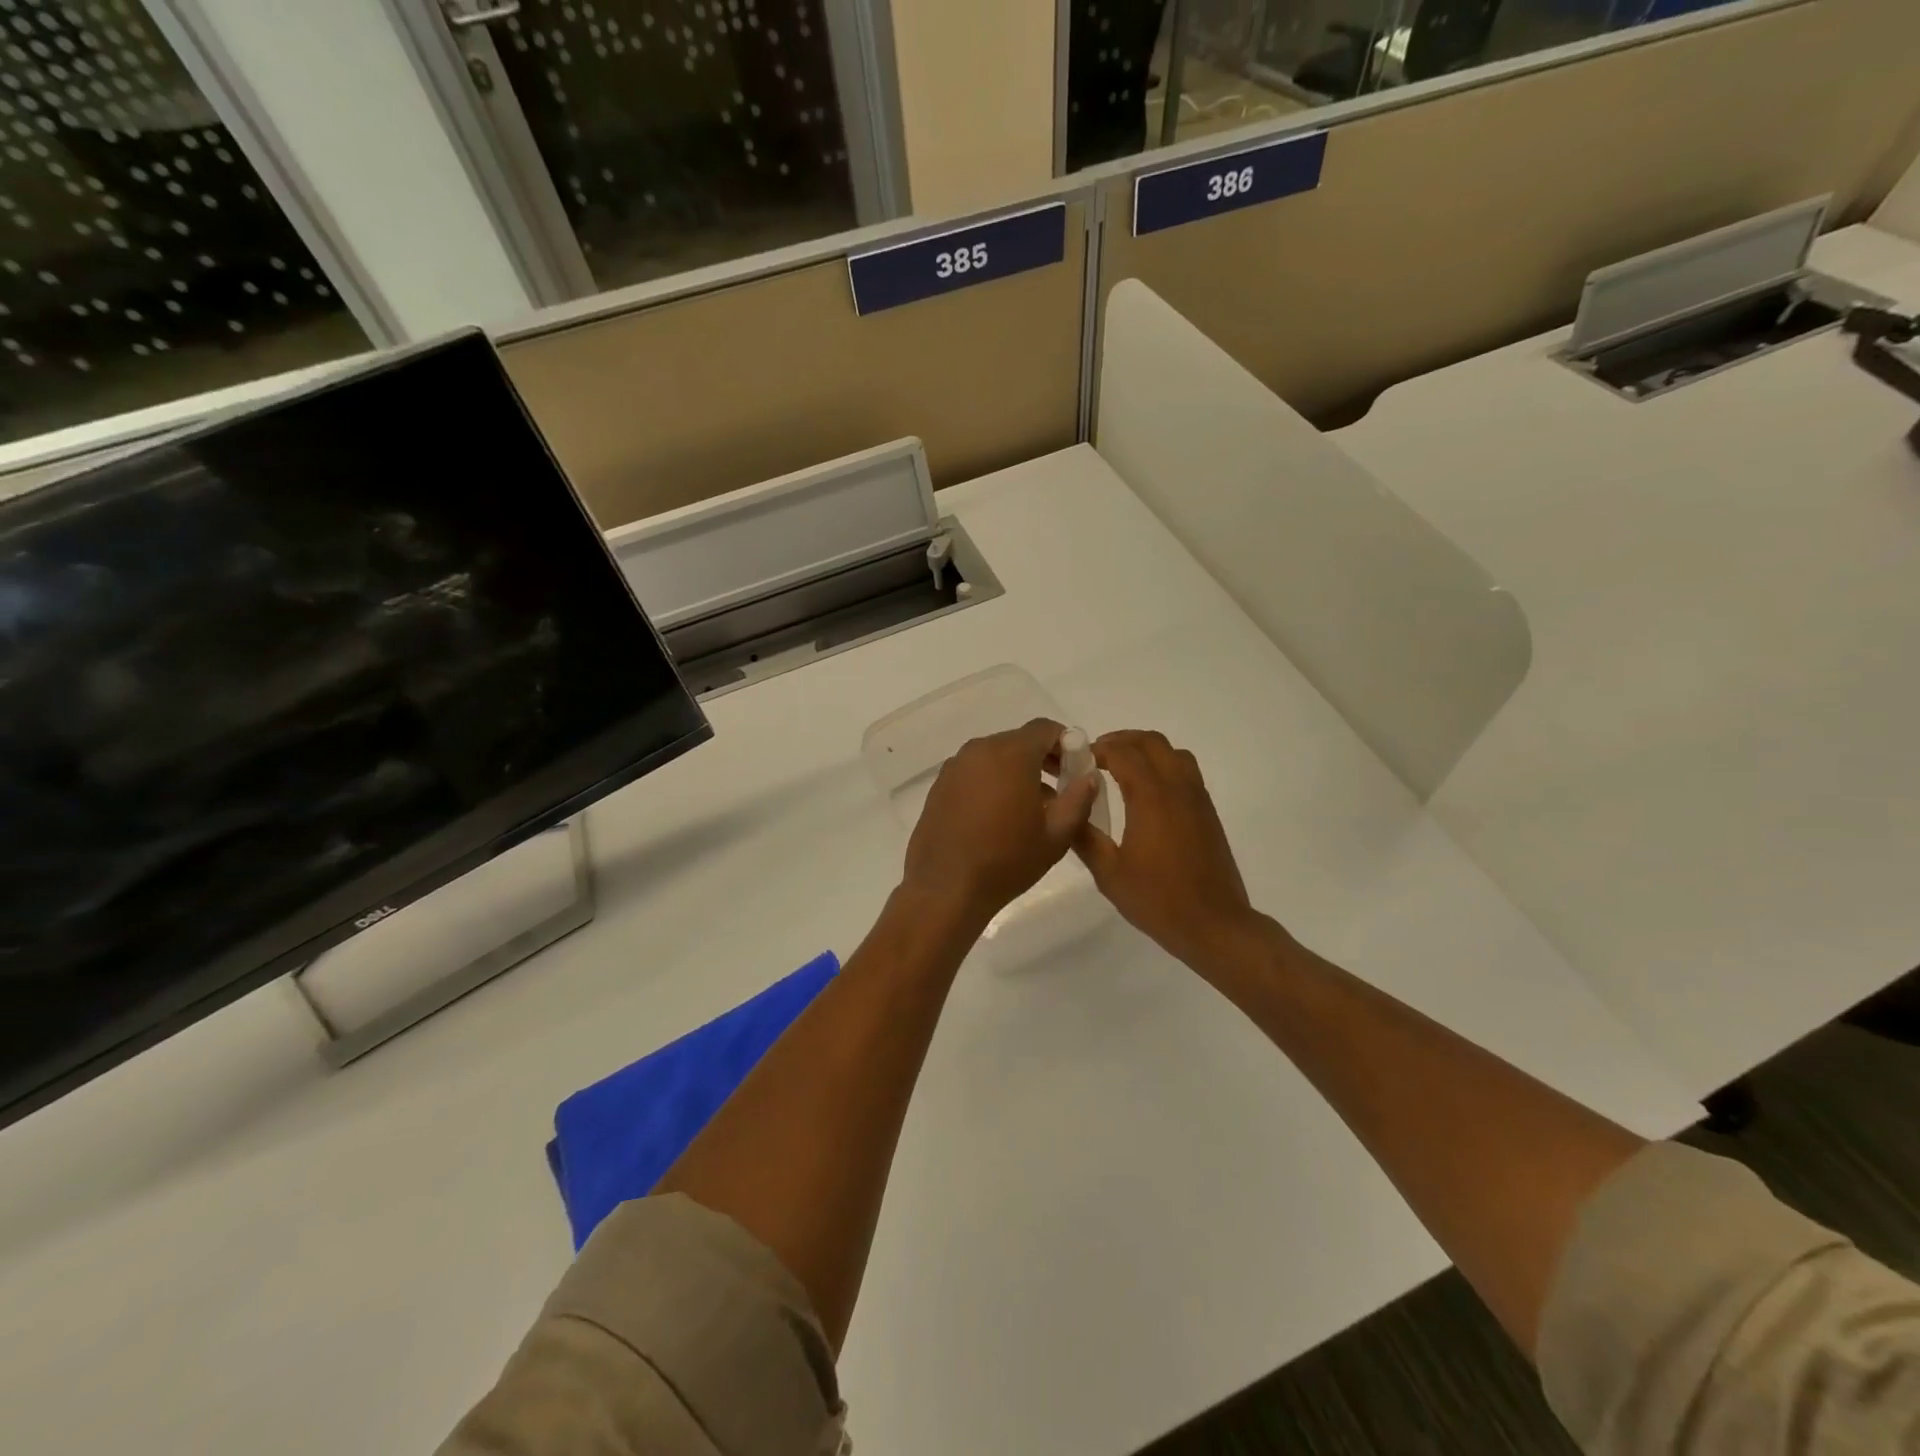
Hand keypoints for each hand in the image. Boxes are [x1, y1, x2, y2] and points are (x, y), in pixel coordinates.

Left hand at [901, 718, 1101, 931]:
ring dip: (1016, 772)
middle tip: (1059, 790)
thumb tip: (1089, 776)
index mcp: (1010, 754)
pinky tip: (997, 817)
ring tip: (1030, 808)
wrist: (946, 888)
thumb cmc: (1007, 861)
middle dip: (1042, 758)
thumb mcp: (1057, 835)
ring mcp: (954, 767)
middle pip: (1018, 741)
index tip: (1075, 769)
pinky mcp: (939, 786)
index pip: (1044, 728)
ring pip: (995, 757)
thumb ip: (1079, 798)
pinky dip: (991, 782)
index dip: (1066, 743)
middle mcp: (979, 750)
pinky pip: (974, 772)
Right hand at [1073, 731, 1263, 973]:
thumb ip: (1085, 837)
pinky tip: (1147, 792)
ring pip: (1173, 752)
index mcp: (1151, 798)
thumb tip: (1068, 810)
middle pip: (1151, 742)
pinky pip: (1186, 771)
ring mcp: (1197, 798)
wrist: (1214, 924)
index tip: (1078, 759)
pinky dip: (1164, 765)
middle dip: (1122, 740)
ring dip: (1146, 749)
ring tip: (1122, 767)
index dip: (1098, 749)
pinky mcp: (1208, 812)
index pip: (1123, 753)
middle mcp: (1177, 788)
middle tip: (1097, 756)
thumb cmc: (1158, 900)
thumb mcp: (1108, 873)